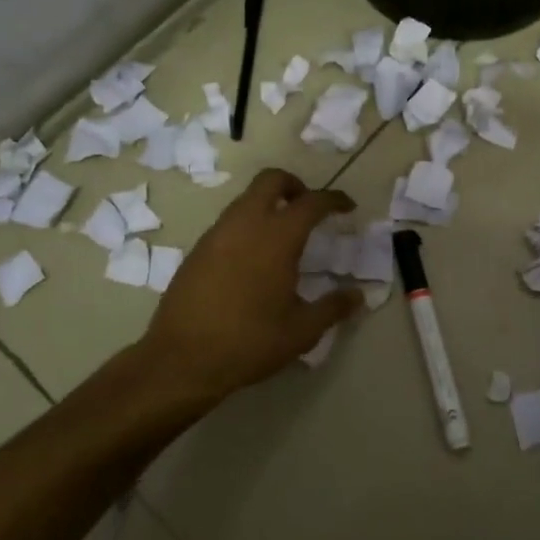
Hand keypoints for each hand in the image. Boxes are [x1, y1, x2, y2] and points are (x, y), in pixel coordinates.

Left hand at [142, 168, 364, 399]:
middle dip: (294, 185)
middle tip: (308, 208)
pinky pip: (228, 222)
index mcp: (277, 237)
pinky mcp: (197, 250)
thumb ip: (332, 308)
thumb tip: (357, 295)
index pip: (311, 202)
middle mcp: (246, 224)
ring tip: (282, 236)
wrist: (182, 359)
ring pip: (246, 199)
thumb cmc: (249, 342)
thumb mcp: (301, 331)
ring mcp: (216, 234)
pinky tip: (252, 259)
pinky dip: (247, 225)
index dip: (333, 199)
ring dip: (268, 204)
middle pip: (270, 180)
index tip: (346, 207)